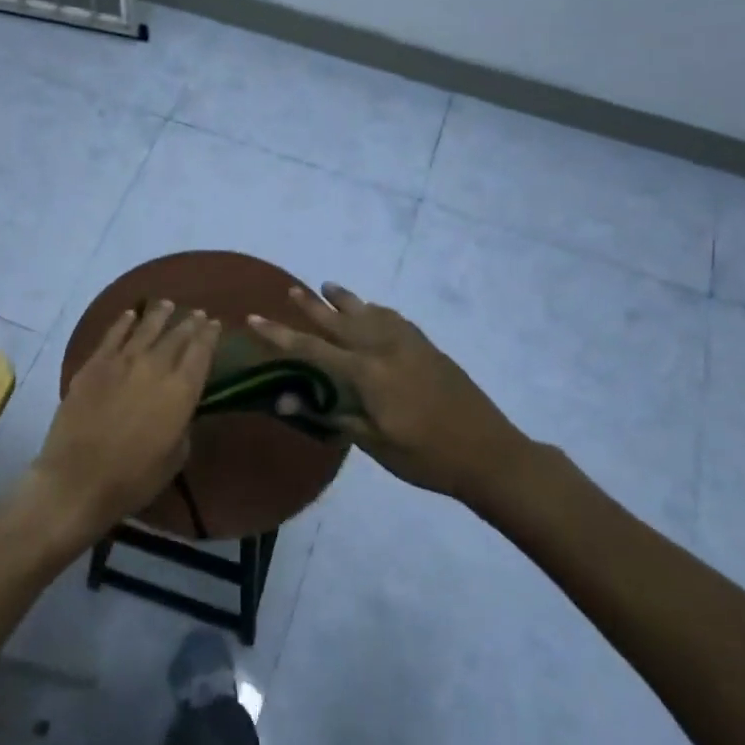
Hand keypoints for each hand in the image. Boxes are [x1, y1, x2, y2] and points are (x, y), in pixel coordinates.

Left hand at [35, 301, 218, 537]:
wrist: (79, 479)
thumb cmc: (134, 478)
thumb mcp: (175, 456)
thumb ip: (183, 424)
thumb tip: (180, 407)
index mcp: (181, 391)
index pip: (201, 353)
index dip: (210, 336)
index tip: (215, 323)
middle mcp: (155, 368)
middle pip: (176, 337)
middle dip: (189, 323)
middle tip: (197, 313)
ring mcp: (121, 362)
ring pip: (146, 329)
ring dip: (159, 315)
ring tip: (168, 304)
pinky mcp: (93, 365)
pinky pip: (112, 335)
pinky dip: (123, 322)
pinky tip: (131, 314)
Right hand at [248, 283, 541, 501]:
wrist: (489, 453)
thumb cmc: (425, 456)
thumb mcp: (372, 442)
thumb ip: (330, 414)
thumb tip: (285, 399)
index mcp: (368, 373)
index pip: (313, 349)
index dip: (280, 335)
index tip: (255, 318)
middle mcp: (385, 348)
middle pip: (341, 321)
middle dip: (313, 306)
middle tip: (291, 290)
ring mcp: (411, 345)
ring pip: (370, 313)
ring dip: (347, 300)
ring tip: (328, 287)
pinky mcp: (429, 349)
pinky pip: (395, 319)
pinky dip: (377, 311)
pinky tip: (374, 311)